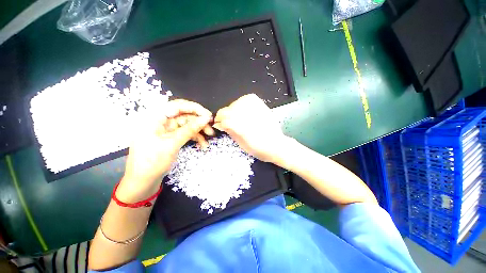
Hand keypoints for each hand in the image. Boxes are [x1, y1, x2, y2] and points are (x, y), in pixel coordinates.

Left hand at [118, 100, 212, 200]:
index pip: (177, 106)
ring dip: (199, 130)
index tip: (208, 115)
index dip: (194, 108)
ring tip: (210, 136)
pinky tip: (203, 144)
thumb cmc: (152, 163)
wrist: (143, 182)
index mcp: (154, 118)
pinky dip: (195, 137)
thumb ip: (190, 129)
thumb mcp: (172, 144)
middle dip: (198, 121)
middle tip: (211, 126)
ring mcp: (166, 130)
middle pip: (184, 115)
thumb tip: (206, 118)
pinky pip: (186, 133)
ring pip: (187, 124)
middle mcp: (160, 121)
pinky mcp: (171, 138)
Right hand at [213, 94, 288, 162]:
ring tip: (237, 117)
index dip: (219, 122)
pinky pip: (246, 98)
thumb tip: (220, 123)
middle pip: (228, 110)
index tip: (219, 125)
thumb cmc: (258, 149)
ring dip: (233, 110)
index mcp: (242, 127)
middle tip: (228, 122)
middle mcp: (247, 115)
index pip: (224, 119)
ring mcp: (255, 107)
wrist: (275, 144)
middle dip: (225, 116)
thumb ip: (230, 131)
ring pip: (235, 103)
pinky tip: (244, 110)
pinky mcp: (261, 104)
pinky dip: (242, 103)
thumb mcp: (240, 144)